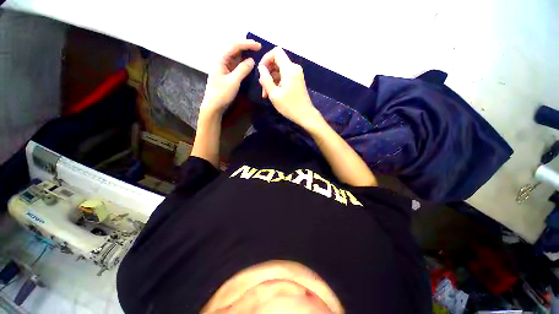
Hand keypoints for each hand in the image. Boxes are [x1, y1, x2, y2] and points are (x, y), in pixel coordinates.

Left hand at [200, 40, 260, 115]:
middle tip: (259, 49)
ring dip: (246, 55)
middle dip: (247, 47)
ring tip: (257, 55)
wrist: (214, 106)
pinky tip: (250, 64)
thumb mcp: (233, 82)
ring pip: (236, 57)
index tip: (258, 45)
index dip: (247, 44)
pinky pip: (237, 65)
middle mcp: (222, 60)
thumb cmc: (221, 94)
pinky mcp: (228, 74)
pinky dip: (244, 63)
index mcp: (220, 59)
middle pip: (235, 49)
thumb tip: (252, 60)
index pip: (234, 46)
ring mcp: (225, 67)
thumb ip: (243, 69)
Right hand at [258, 47, 321, 129]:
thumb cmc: (289, 106)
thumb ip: (266, 79)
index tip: (261, 71)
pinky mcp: (296, 80)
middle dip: (267, 72)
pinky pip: (284, 76)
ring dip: (271, 80)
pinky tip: (273, 94)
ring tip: (266, 94)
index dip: (266, 58)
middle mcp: (294, 68)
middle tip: (262, 88)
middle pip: (277, 61)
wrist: (305, 115)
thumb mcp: (274, 94)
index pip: (276, 52)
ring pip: (279, 70)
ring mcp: (296, 74)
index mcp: (289, 69)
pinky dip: (277, 83)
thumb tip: (261, 68)